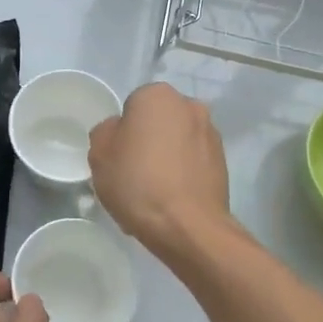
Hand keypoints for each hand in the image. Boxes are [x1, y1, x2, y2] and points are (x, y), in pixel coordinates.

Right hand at [88, 82, 230, 255]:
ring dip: (166, 158)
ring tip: (153, 192)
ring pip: (177, 143)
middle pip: (158, 122)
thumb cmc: (138, 182)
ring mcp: (211, 134)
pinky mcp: (223, 162)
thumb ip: (105, 132)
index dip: (122, 133)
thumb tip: (119, 130)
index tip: (118, 157)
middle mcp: (190, 106)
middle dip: (147, 141)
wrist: (188, 226)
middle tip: (133, 173)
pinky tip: (170, 200)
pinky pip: (192, 163)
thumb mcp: (99, 154)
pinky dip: (182, 175)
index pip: (131, 107)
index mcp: (158, 95)